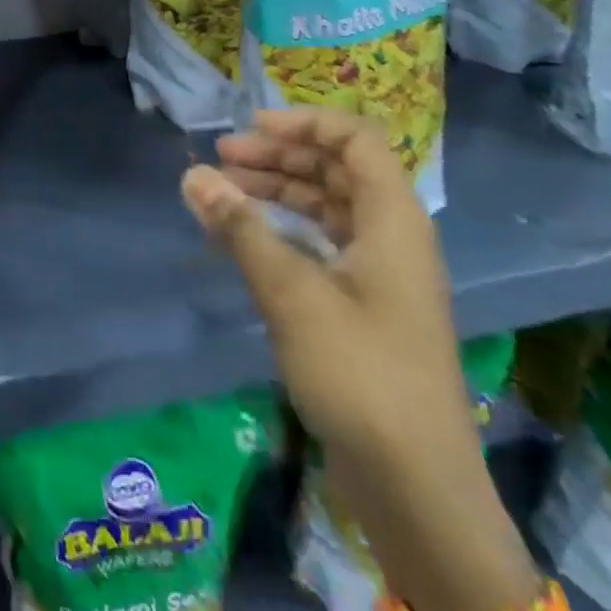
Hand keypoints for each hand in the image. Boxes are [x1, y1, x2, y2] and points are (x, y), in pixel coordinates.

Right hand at [182, 108, 543, 610]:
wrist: (417, 487)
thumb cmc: (360, 374)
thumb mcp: (292, 293)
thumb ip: (241, 228)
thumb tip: (193, 175)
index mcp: (393, 219)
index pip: (355, 139)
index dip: (304, 122)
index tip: (250, 128)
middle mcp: (392, 235)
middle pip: (337, 170)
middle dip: (279, 156)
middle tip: (221, 159)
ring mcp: (381, 273)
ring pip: (327, 207)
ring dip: (278, 192)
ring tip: (223, 192)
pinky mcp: (366, 307)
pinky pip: (322, 245)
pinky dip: (284, 231)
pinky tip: (245, 238)